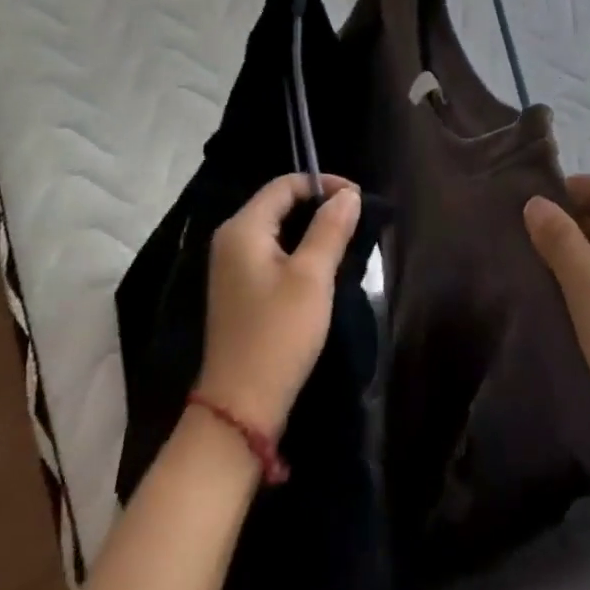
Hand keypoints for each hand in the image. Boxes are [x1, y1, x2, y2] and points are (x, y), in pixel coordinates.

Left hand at [196, 174, 361, 437]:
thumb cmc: (278, 334)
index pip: (284, 185)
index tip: (358, 199)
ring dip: (312, 230)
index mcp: (242, 229)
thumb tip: (349, 194)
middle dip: (319, 206)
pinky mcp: (241, 290)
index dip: (323, 184)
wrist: (241, 406)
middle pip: (279, 204)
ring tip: (346, 241)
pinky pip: (273, 254)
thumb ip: (330, 229)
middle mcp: (231, 240)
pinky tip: (323, 268)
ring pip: (278, 230)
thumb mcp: (312, 277)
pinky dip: (299, 251)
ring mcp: (232, 267)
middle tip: (356, 221)